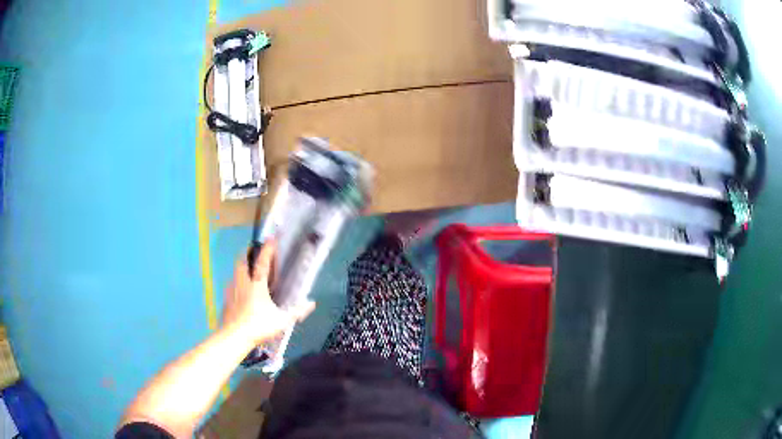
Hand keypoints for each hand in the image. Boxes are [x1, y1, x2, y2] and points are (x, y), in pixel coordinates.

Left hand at [222, 241, 315, 345]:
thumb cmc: (258, 326)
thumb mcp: (282, 321)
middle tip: (254, 253)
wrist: (234, 337)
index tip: (271, 238)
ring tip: (248, 272)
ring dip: (241, 268)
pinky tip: (240, 292)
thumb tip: (312, 303)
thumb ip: (297, 312)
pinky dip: (236, 283)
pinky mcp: (226, 299)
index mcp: (257, 285)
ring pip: (235, 272)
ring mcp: (232, 290)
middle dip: (248, 254)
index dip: (267, 249)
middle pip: (242, 261)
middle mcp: (243, 283)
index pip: (262, 262)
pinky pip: (231, 285)